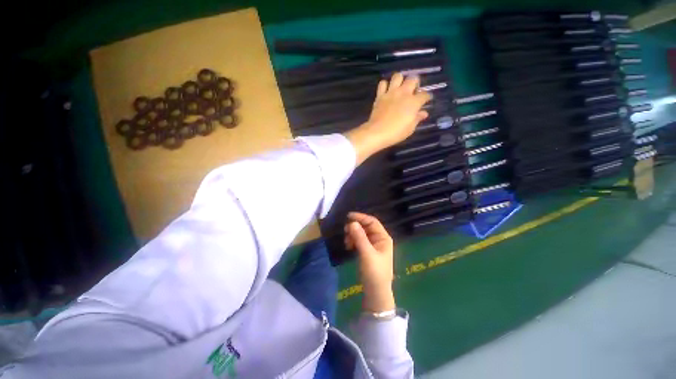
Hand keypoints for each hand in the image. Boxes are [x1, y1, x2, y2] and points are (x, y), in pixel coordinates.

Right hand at [344, 212, 395, 312]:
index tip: (348, 216)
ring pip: (361, 234)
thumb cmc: (374, 272)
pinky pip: (359, 241)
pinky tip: (348, 246)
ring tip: (347, 242)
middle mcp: (379, 239)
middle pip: (366, 227)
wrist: (375, 292)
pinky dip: (353, 241)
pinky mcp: (367, 251)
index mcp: (383, 237)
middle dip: (355, 227)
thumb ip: (360, 237)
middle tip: (345, 231)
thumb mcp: (367, 253)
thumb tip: (352, 223)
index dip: (361, 217)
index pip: (372, 221)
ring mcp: (373, 245)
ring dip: (353, 234)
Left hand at [345, 73, 431, 163]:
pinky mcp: (380, 95)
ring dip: (400, 80)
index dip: (427, 97)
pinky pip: (382, 83)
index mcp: (413, 102)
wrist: (377, 132)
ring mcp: (391, 93)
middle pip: (413, 79)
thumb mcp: (410, 128)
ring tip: (400, 88)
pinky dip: (385, 85)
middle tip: (413, 92)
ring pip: (398, 76)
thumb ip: (417, 118)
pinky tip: (386, 91)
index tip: (426, 100)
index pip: (425, 95)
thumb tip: (424, 113)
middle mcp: (403, 93)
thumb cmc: (396, 133)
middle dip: (415, 83)